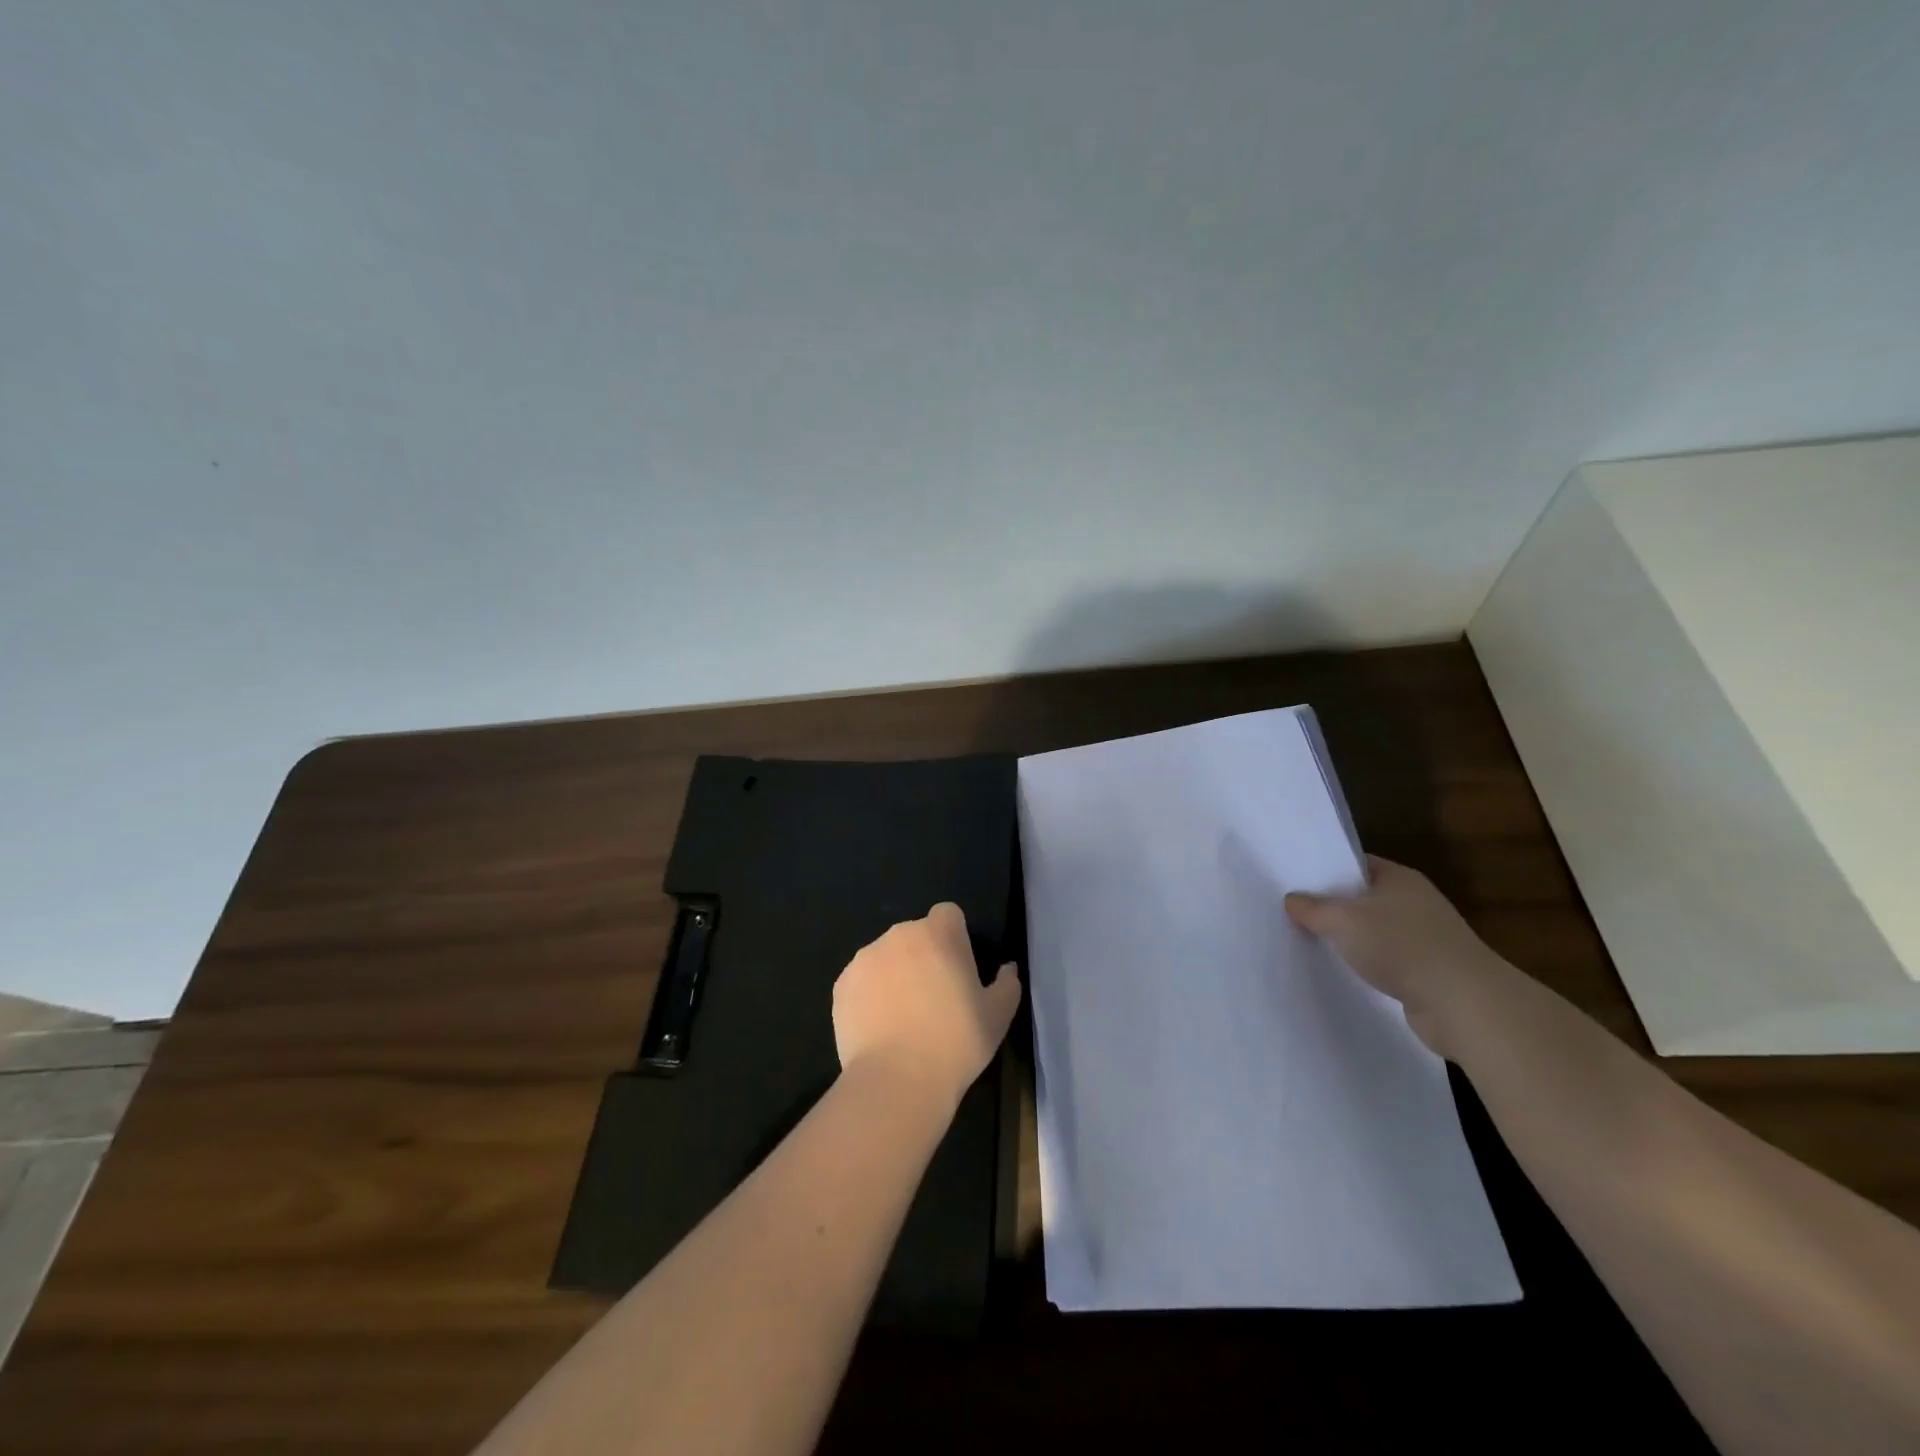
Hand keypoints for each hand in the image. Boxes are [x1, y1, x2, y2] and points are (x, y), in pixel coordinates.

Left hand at [832, 903, 1021, 1110]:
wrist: (897, 1081)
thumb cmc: (956, 1043)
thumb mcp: (998, 1016)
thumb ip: (1007, 984)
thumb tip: (1007, 969)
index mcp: (938, 934)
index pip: (948, 914)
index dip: (955, 937)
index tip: (958, 969)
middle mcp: (899, 935)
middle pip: (916, 935)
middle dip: (924, 956)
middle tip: (934, 998)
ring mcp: (865, 958)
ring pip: (886, 957)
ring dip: (896, 974)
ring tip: (903, 1018)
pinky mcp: (842, 984)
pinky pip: (862, 980)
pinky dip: (870, 995)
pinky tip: (879, 1028)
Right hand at [1284, 856, 1505, 1058]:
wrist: (1463, 1004)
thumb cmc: (1401, 946)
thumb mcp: (1342, 920)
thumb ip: (1312, 908)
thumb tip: (1292, 900)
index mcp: (1400, 878)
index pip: (1355, 864)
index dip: (1325, 870)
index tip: (1294, 881)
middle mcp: (1415, 902)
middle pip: (1363, 898)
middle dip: (1333, 907)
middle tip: (1294, 913)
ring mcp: (1425, 937)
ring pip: (1374, 931)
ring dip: (1349, 939)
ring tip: (1312, 943)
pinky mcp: (1428, 971)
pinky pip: (1386, 960)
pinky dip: (1367, 964)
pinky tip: (1344, 972)